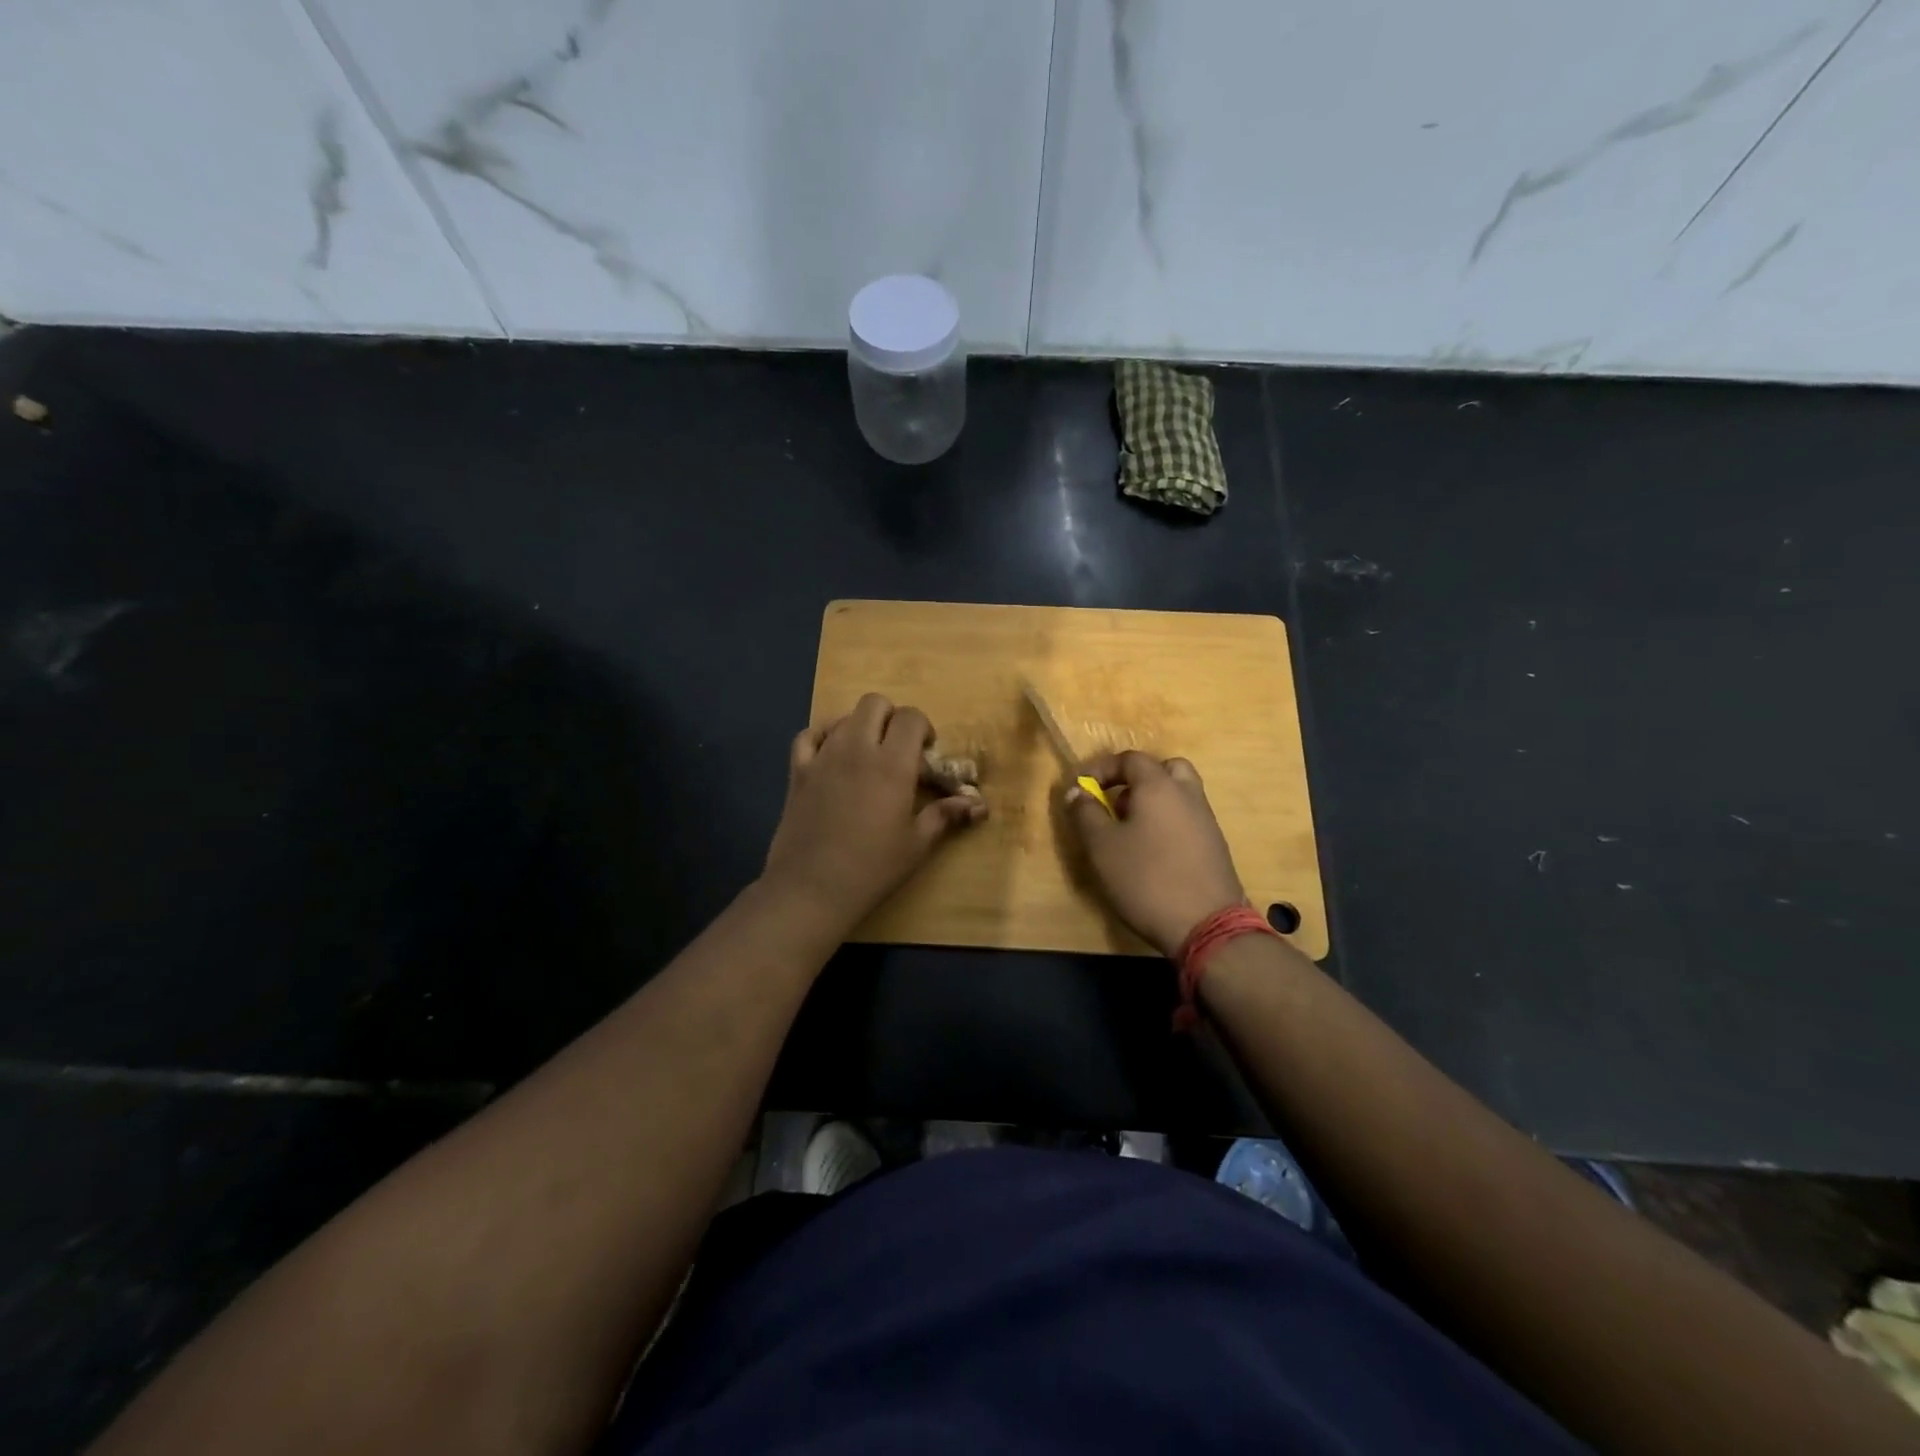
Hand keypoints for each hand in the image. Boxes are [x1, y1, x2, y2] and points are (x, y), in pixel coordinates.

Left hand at [762, 694, 986, 927]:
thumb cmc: (872, 868)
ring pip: (844, 717)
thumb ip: (946, 815)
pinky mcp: (798, 770)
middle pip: (875, 704)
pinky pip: (809, 735)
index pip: (911, 717)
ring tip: (867, 758)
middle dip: (892, 719)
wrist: (811, 888)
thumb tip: (980, 805)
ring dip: (861, 728)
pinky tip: (832, 756)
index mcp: (892, 764)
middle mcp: (857, 748)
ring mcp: (823, 756)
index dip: (923, 729)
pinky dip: (824, 736)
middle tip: (897, 751)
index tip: (925, 755)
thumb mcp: (917, 844)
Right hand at [1063, 751, 1245, 957]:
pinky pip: (1187, 819)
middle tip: (1116, 803)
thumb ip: (1085, 813)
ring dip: (1153, 802)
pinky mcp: (1215, 846)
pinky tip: (1152, 854)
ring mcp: (1206, 821)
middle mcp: (1187, 795)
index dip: (1102, 768)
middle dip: (1136, 780)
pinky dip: (1168, 823)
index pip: (1130, 759)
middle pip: (1164, 769)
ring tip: (1130, 832)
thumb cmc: (1146, 879)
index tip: (1082, 789)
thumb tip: (1076, 790)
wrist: (1206, 925)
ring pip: (1179, 795)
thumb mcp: (1102, 847)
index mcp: (1159, 786)